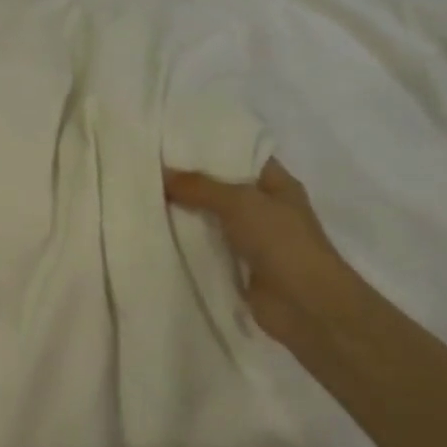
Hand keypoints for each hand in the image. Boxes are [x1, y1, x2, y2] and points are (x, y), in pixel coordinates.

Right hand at [163, 156, 350, 352]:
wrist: (305, 305)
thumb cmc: (281, 242)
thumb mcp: (240, 202)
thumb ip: (199, 186)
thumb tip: (161, 172)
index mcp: (276, 183)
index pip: (239, 155)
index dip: (208, 147)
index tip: (170, 140)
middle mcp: (264, 208)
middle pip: (220, 188)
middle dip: (188, 181)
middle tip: (147, 167)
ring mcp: (250, 240)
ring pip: (209, 219)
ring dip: (183, 214)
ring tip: (141, 196)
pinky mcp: (236, 267)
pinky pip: (205, 248)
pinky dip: (184, 244)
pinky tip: (153, 233)